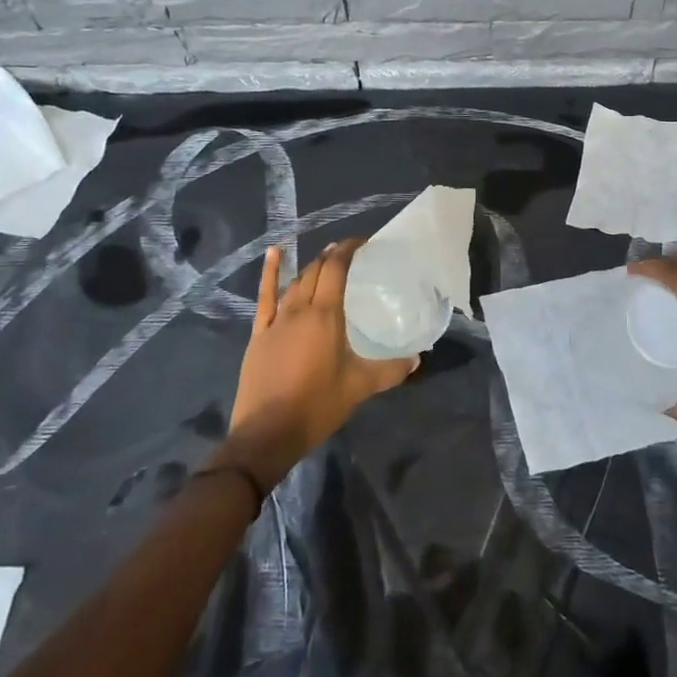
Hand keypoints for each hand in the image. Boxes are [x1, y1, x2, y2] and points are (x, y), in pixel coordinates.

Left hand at [214, 240, 418, 488]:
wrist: (266, 434)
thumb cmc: (316, 406)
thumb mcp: (359, 388)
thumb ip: (390, 370)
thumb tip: (417, 359)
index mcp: (325, 316)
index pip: (336, 269)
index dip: (348, 249)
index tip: (363, 242)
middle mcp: (299, 310)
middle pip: (315, 271)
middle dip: (332, 256)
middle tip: (348, 252)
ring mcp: (276, 321)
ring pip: (294, 283)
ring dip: (310, 267)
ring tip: (324, 259)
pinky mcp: (259, 334)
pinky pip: (265, 296)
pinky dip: (271, 273)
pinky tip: (274, 254)